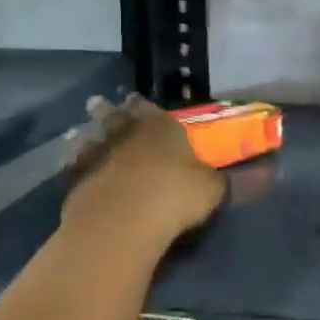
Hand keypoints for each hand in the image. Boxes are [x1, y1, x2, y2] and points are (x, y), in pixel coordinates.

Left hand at [62, 95, 224, 246]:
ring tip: (80, 132)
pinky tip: (72, 167)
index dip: (143, 105)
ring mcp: (98, 154)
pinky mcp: (76, 180)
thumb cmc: (174, 195)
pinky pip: (74, 166)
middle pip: (114, 116)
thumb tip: (246, 175)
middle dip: (108, 110)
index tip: (135, 100)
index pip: (150, 108)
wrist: (123, 219)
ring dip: (86, 134)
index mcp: (161, 127)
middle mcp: (127, 133)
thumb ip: (219, 180)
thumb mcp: (211, 189)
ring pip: (90, 137)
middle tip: (99, 103)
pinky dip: (74, 163)